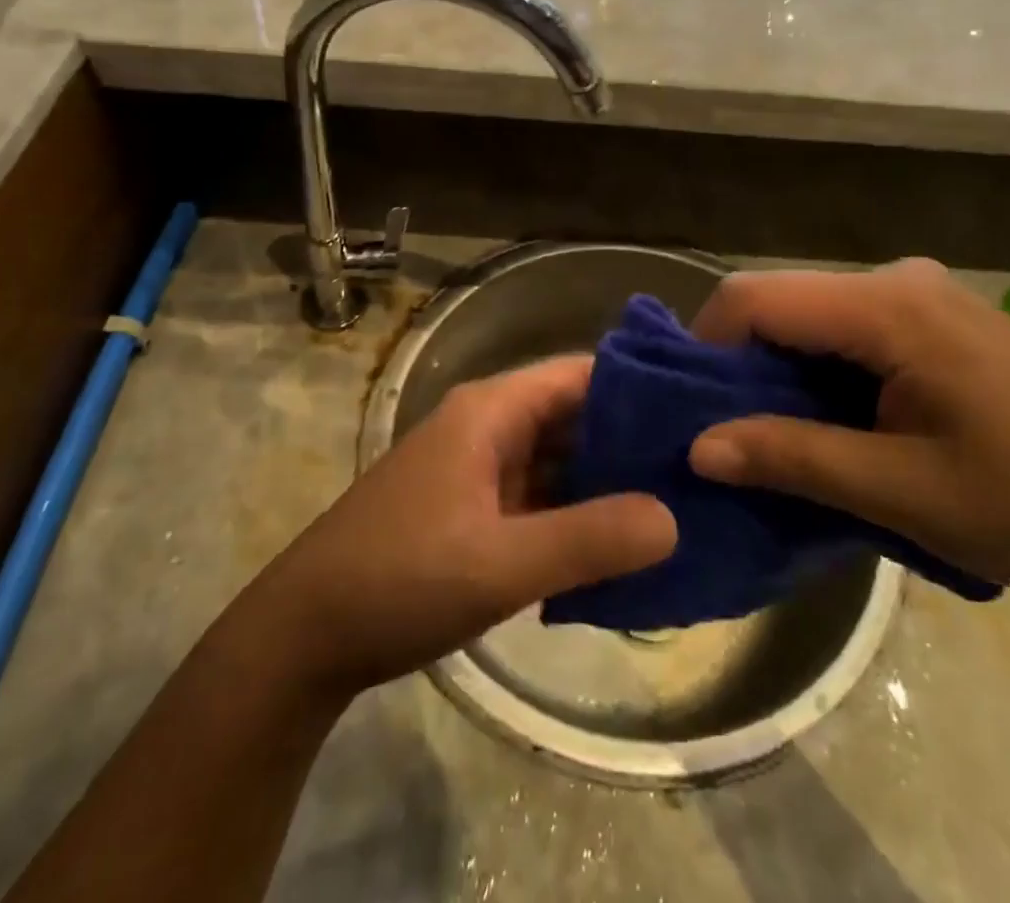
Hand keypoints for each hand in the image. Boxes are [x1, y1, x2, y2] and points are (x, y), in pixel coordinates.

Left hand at [248, 355, 675, 698]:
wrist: (304, 635)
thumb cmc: (399, 578)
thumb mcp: (499, 563)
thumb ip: (588, 539)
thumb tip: (673, 517)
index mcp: (492, 411)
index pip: (582, 375)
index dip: (640, 388)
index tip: (700, 414)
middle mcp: (488, 426)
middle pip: (575, 417)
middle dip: (633, 442)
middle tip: (705, 471)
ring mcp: (478, 468)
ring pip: (558, 461)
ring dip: (607, 483)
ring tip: (680, 507)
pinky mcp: (472, 509)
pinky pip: (538, 499)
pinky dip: (576, 515)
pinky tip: (621, 547)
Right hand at [686, 260, 1009, 606]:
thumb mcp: (901, 491)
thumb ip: (791, 459)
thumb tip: (696, 448)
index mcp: (889, 306)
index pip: (755, 298)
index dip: (706, 348)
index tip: (695, 412)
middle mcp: (898, 279)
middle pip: (780, 303)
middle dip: (741, 365)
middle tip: (731, 435)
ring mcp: (922, 294)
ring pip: (811, 317)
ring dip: (781, 372)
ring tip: (779, 438)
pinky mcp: (937, 317)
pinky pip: (848, 329)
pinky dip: (821, 370)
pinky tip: (836, 422)